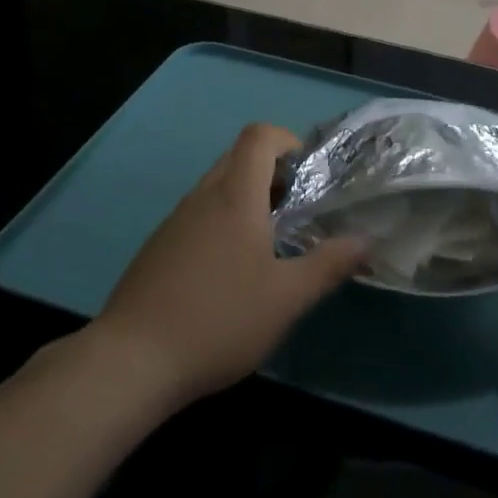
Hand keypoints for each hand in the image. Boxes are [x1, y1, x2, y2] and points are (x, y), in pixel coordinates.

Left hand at [93, 123, 366, 409]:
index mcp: (235, 196)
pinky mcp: (158, 246)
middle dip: (273, 172)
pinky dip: (222, 222)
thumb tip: (366, 241)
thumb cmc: (219, 319)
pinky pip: (198, 214)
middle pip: (238, 157)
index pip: (259, 136)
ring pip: (217, 187)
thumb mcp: (286, 298)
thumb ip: (328, 265)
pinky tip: (230, 272)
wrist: (131, 361)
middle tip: (298, 209)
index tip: (308, 174)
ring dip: (247, 198)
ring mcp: (175, 221)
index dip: (287, 141)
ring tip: (270, 243)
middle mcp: (203, 196)